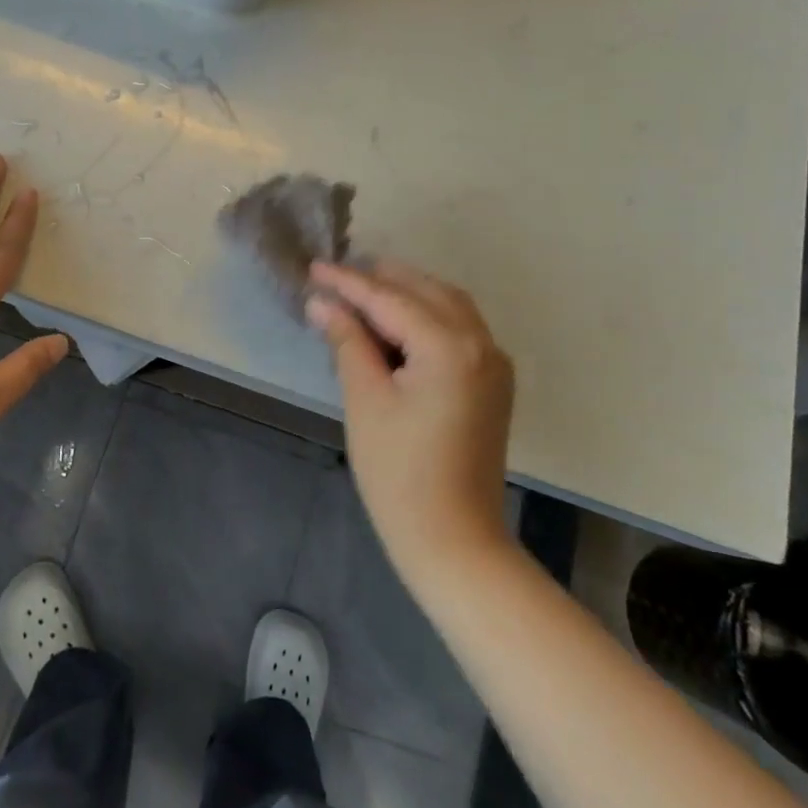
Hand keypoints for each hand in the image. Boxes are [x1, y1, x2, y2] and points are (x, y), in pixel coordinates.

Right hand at [306, 260, 514, 582]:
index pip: (390, 299)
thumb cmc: (399, 474)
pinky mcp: (493, 382)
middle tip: (334, 278)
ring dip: (406, 293)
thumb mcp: (365, 400)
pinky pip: (459, 328)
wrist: (455, 541)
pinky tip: (396, 324)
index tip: (314, 267)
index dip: (348, 282)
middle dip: (380, 280)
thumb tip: (322, 302)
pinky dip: (427, 315)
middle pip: (425, 291)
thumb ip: (347, 341)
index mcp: (449, 346)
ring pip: (447, 304)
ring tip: (361, 293)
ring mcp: (494, 362)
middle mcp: (481, 343)